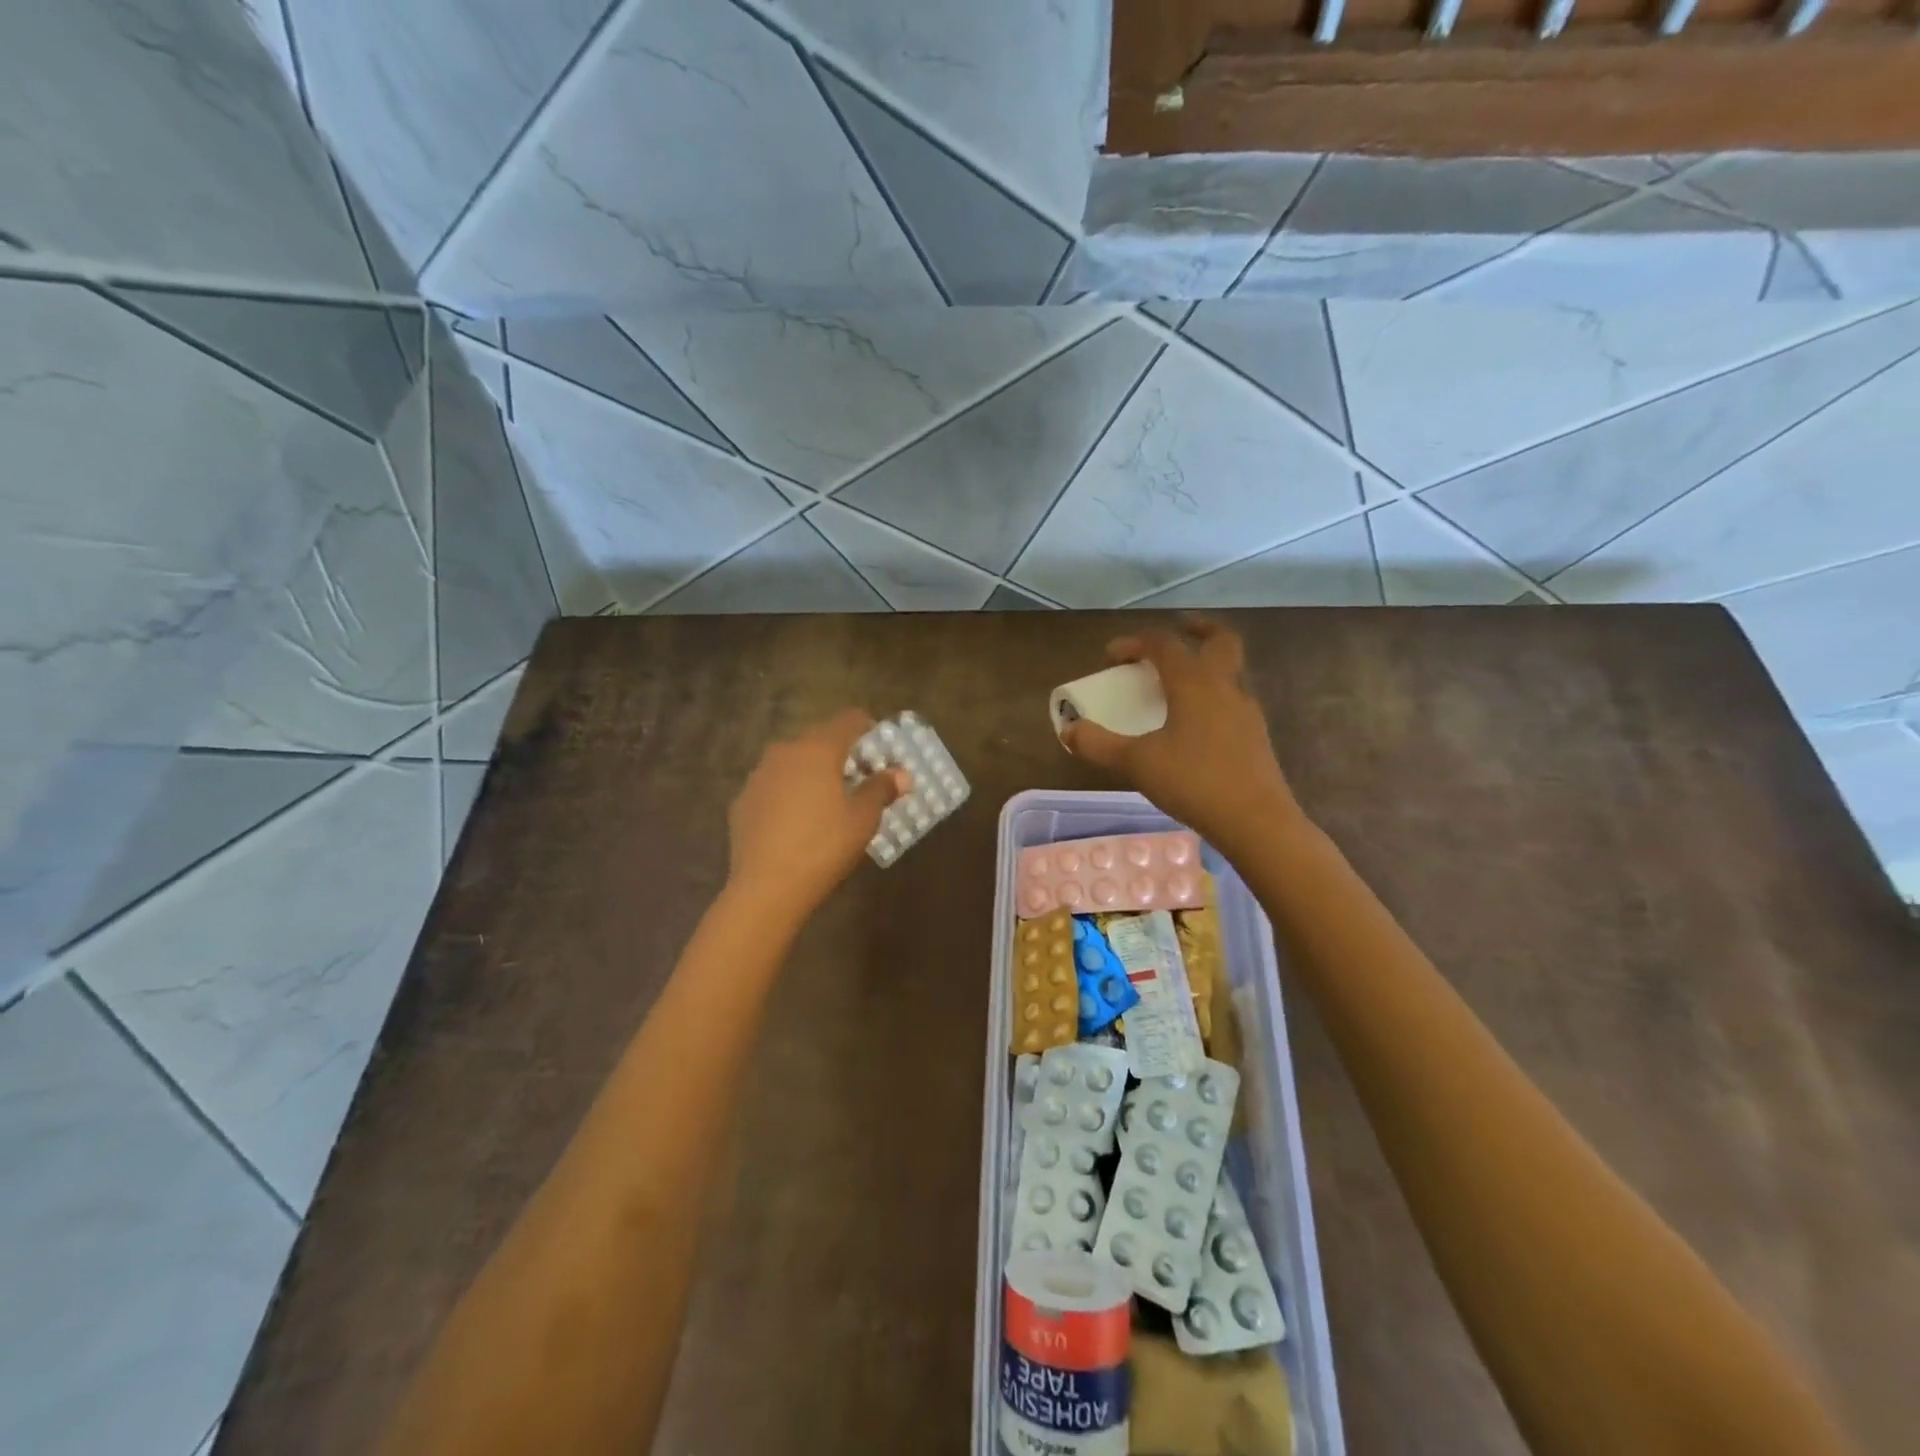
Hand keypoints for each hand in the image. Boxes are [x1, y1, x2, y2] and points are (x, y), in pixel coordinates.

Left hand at [726, 709, 906, 921]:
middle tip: (860, 779)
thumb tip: (902, 774)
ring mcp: (758, 775)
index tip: (881, 750)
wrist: (766, 888)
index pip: (849, 720)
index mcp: (818, 749)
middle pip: (819, 739)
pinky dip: (789, 794)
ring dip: (812, 773)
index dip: (869, 729)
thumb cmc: (824, 846)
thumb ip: (882, 789)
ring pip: (793, 762)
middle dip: (841, 753)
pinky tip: (797, 823)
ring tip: (828, 802)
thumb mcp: (863, 819)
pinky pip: (773, 786)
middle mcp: (785, 752)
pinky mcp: (742, 801)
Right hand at [1062, 616, 1302, 851]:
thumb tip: (1069, 730)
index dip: (1134, 642)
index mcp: (1194, 683)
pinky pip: (1233, 698)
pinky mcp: (1255, 734)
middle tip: (1177, 630)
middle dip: (1197, 628)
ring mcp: (1246, 710)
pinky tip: (1196, 721)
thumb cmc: (1194, 782)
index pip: (1163, 644)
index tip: (1111, 656)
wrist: (1256, 821)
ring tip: (1180, 681)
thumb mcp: (1136, 764)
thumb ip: (1098, 745)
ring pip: (1230, 669)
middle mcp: (1225, 686)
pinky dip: (1214, 693)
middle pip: (1219, 639)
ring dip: (1207, 662)